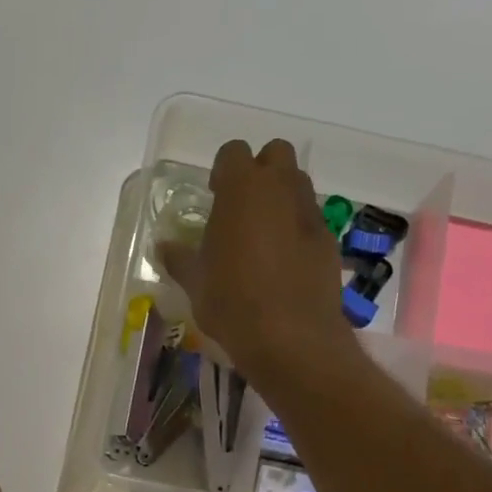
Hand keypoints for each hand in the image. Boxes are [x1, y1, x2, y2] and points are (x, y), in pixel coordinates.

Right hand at [156, 139, 348, 390]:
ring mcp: (310, 214)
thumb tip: (163, 247)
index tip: (214, 196)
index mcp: (242, 190)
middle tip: (241, 207)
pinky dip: (297, 229)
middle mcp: (280, 190)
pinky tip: (283, 263)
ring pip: (298, 185)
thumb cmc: (232, 303)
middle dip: (261, 171)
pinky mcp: (329, 241)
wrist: (291, 338)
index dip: (223, 171)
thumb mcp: (195, 282)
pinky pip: (310, 220)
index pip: (233, 152)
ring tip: (262, 235)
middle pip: (276, 154)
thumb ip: (179, 259)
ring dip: (281, 198)